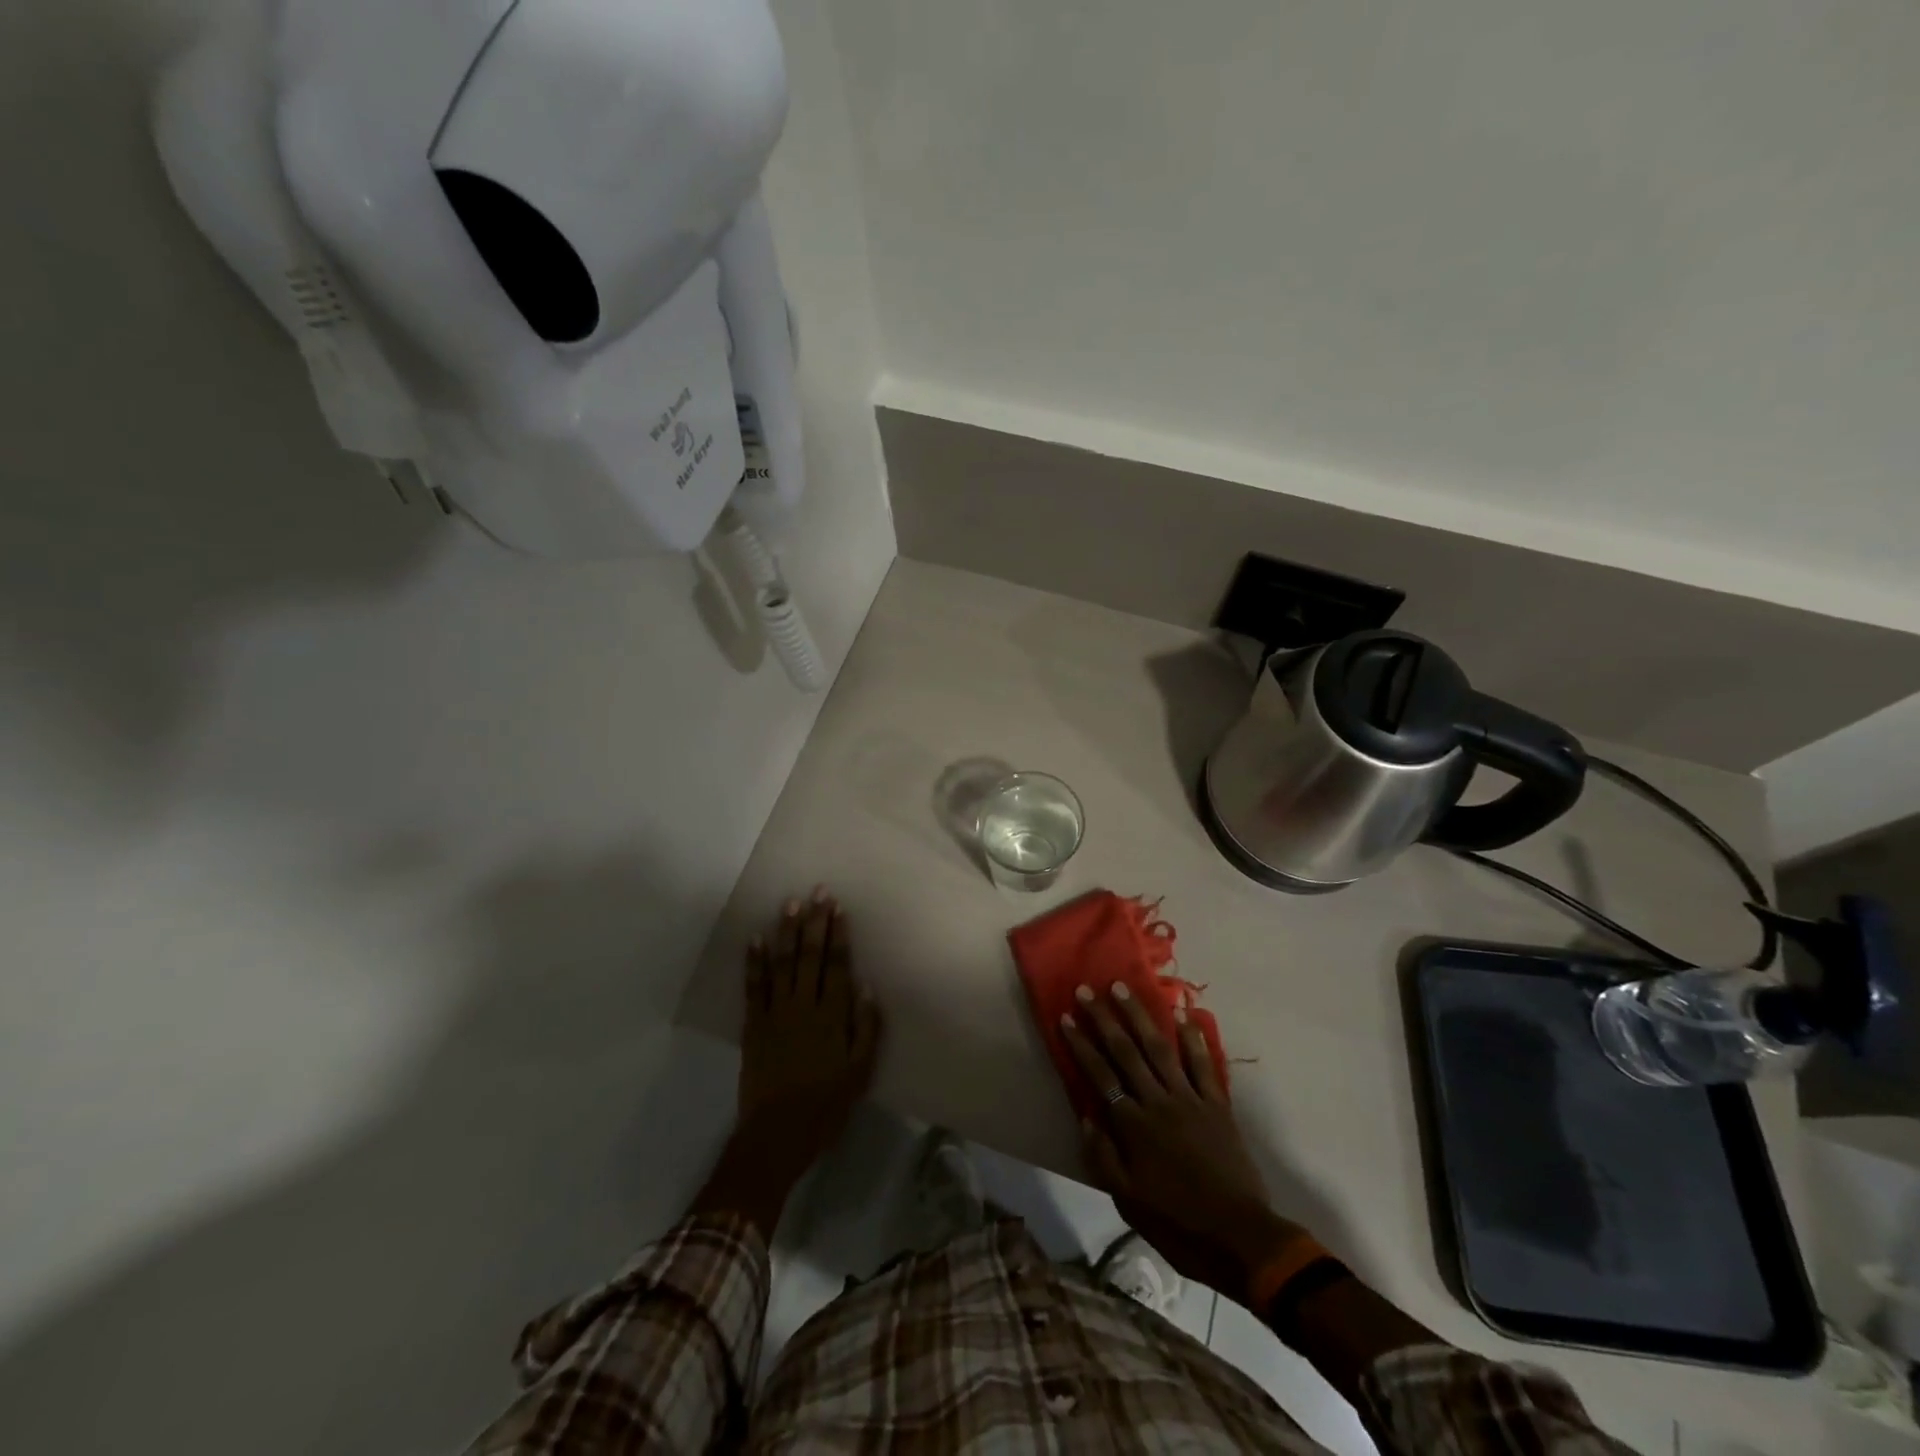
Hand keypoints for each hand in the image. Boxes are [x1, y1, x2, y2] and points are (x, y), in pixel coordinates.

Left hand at [736, 887, 882, 1173]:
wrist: (777, 1135)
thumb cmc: (826, 1106)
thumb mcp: (859, 1072)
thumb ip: (866, 1028)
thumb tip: (866, 987)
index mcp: (832, 1017)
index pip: (838, 966)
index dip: (839, 935)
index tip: (838, 908)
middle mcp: (804, 1006)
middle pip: (811, 957)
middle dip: (815, 922)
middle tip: (817, 892)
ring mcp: (776, 1013)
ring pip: (782, 964)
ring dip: (786, 932)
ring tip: (790, 904)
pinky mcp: (753, 1025)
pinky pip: (753, 987)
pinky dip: (754, 962)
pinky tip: (755, 939)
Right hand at [1062, 984, 1302, 1303]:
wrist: (1239, 1238)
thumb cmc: (1177, 1223)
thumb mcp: (1127, 1200)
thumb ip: (1102, 1156)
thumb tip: (1085, 1115)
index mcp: (1133, 1125)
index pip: (1100, 1074)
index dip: (1081, 1044)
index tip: (1065, 1017)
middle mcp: (1158, 1102)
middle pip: (1126, 1051)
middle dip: (1104, 1018)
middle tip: (1087, 989)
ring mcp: (1190, 1099)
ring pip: (1160, 1048)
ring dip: (1140, 1015)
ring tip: (1123, 988)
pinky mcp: (1217, 1105)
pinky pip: (1203, 1064)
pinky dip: (1193, 1038)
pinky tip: (1183, 1014)